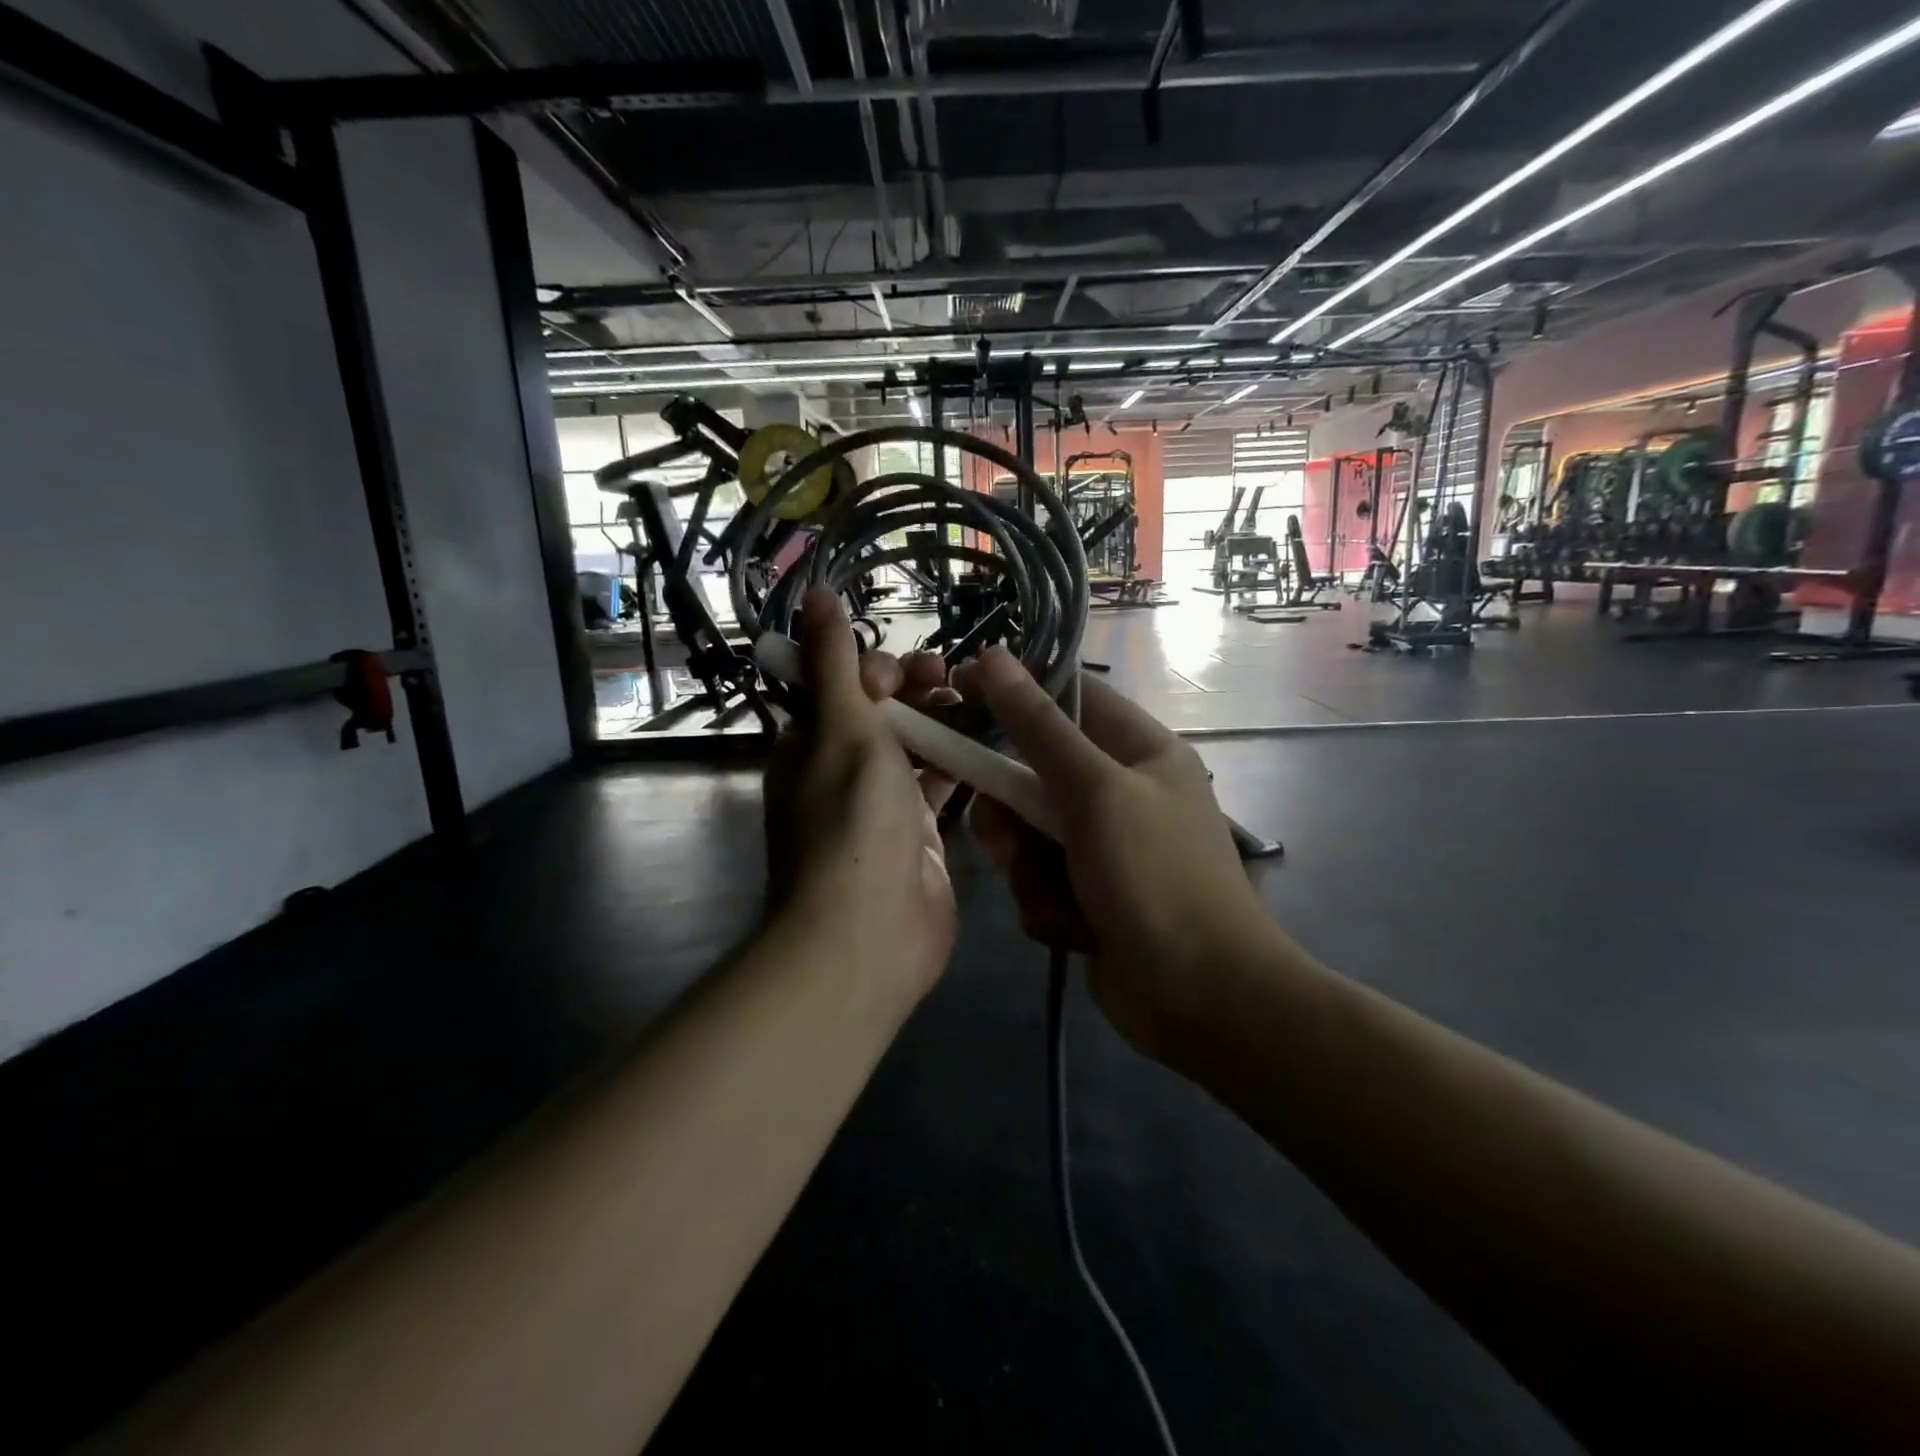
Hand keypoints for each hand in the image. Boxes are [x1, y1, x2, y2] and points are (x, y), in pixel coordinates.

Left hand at [762, 589, 958, 999]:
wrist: (867, 933)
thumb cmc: (850, 819)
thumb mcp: (840, 727)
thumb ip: (834, 661)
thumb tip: (813, 592)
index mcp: (812, 745)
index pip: (842, 687)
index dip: (875, 669)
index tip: (904, 673)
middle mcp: (844, 772)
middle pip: (884, 714)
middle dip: (916, 689)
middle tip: (951, 679)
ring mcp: (885, 807)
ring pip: (918, 749)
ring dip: (944, 723)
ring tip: (978, 702)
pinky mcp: (922, 837)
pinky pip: (944, 788)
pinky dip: (964, 764)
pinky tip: (994, 743)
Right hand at [951, 648, 1277, 1062]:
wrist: (1202, 1000)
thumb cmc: (1157, 879)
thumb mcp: (1096, 792)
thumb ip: (1039, 728)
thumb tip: (994, 655)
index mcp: (1139, 750)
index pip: (1068, 696)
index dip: (1013, 691)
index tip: (959, 695)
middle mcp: (1120, 791)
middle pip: (1034, 772)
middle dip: (1012, 811)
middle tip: (1001, 837)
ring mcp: (1103, 846)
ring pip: (1027, 833)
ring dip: (1029, 868)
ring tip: (1053, 896)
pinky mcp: (1087, 894)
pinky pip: (1038, 881)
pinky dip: (1047, 906)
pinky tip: (1075, 931)